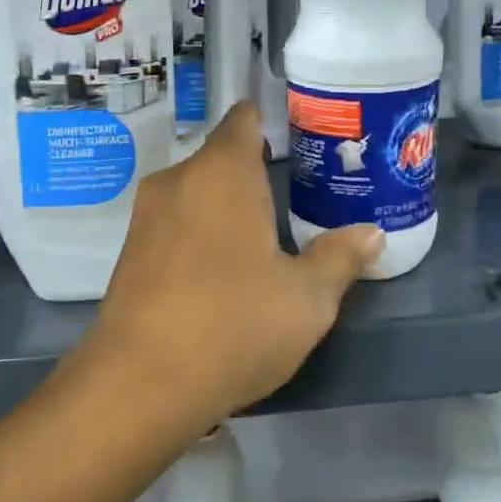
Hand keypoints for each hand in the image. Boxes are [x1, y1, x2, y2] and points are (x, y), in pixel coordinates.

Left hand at [76, 103, 382, 432]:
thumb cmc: (234, 324)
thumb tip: (372, 234)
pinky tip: (219, 271)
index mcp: (222, 172)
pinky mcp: (129, 251)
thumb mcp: (306, 298)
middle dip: (253, 174)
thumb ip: (339, 258)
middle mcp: (178, 180)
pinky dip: (199, 233)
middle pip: (220, 159)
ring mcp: (146, 215)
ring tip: (262, 237)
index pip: (243, 120)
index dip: (269, 122)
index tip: (298, 140)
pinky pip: (174, 224)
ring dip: (224, 207)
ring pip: (195, 193)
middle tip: (293, 199)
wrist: (139, 381)